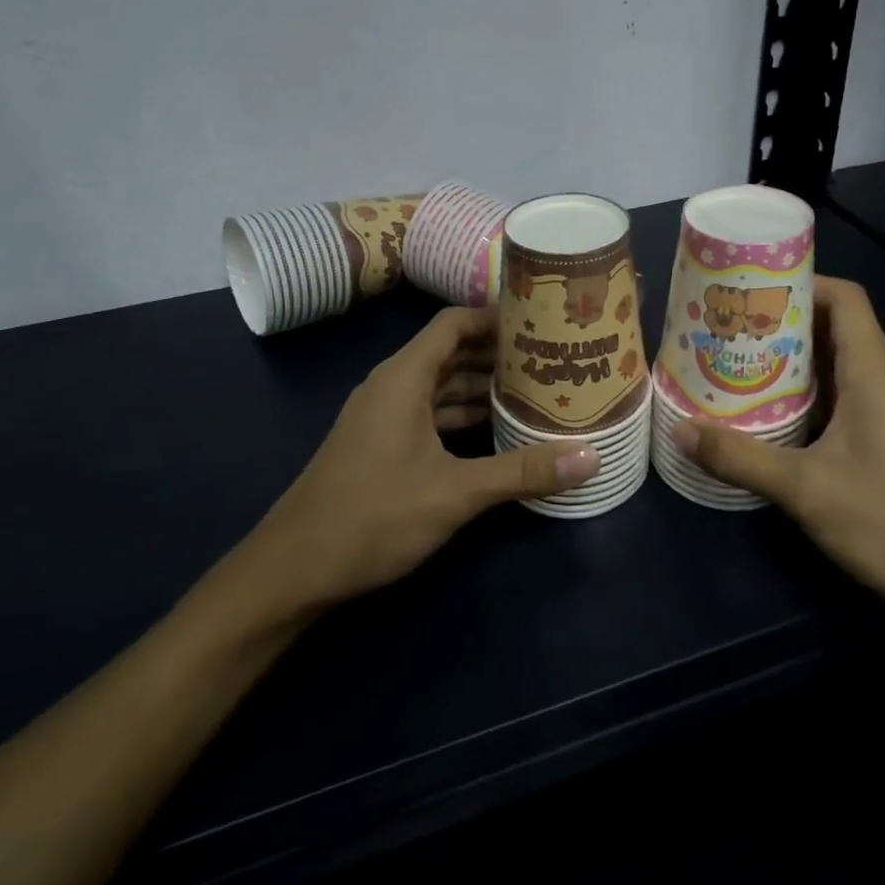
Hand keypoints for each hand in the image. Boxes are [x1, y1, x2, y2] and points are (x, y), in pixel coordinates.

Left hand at [229, 307, 599, 618]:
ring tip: (538, 392)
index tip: (540, 319)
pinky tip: (500, 433)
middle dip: (499, 355)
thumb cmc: (372, 516)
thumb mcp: (454, 493)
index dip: (494, 316)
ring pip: (442, 388)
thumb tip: (591, 457)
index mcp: (403, 378)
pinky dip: (465, 417)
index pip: (453, 323)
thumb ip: (522, 472)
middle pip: (452, 354)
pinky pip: (432, 417)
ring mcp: (385, 418)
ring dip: (484, 389)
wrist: (294, 569)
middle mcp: (393, 387)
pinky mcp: (384, 447)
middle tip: (553, 358)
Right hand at [669, 277, 884, 631]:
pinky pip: (836, 402)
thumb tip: (680, 429)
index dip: (802, 281)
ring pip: (832, 368)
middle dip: (780, 322)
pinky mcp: (881, 446)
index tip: (750, 287)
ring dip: (787, 361)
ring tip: (733, 362)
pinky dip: (800, 396)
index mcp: (873, 373)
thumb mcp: (806, 489)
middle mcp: (882, 384)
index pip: (845, 299)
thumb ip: (740, 457)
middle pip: (832, 329)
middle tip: (726, 325)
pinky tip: (765, 415)